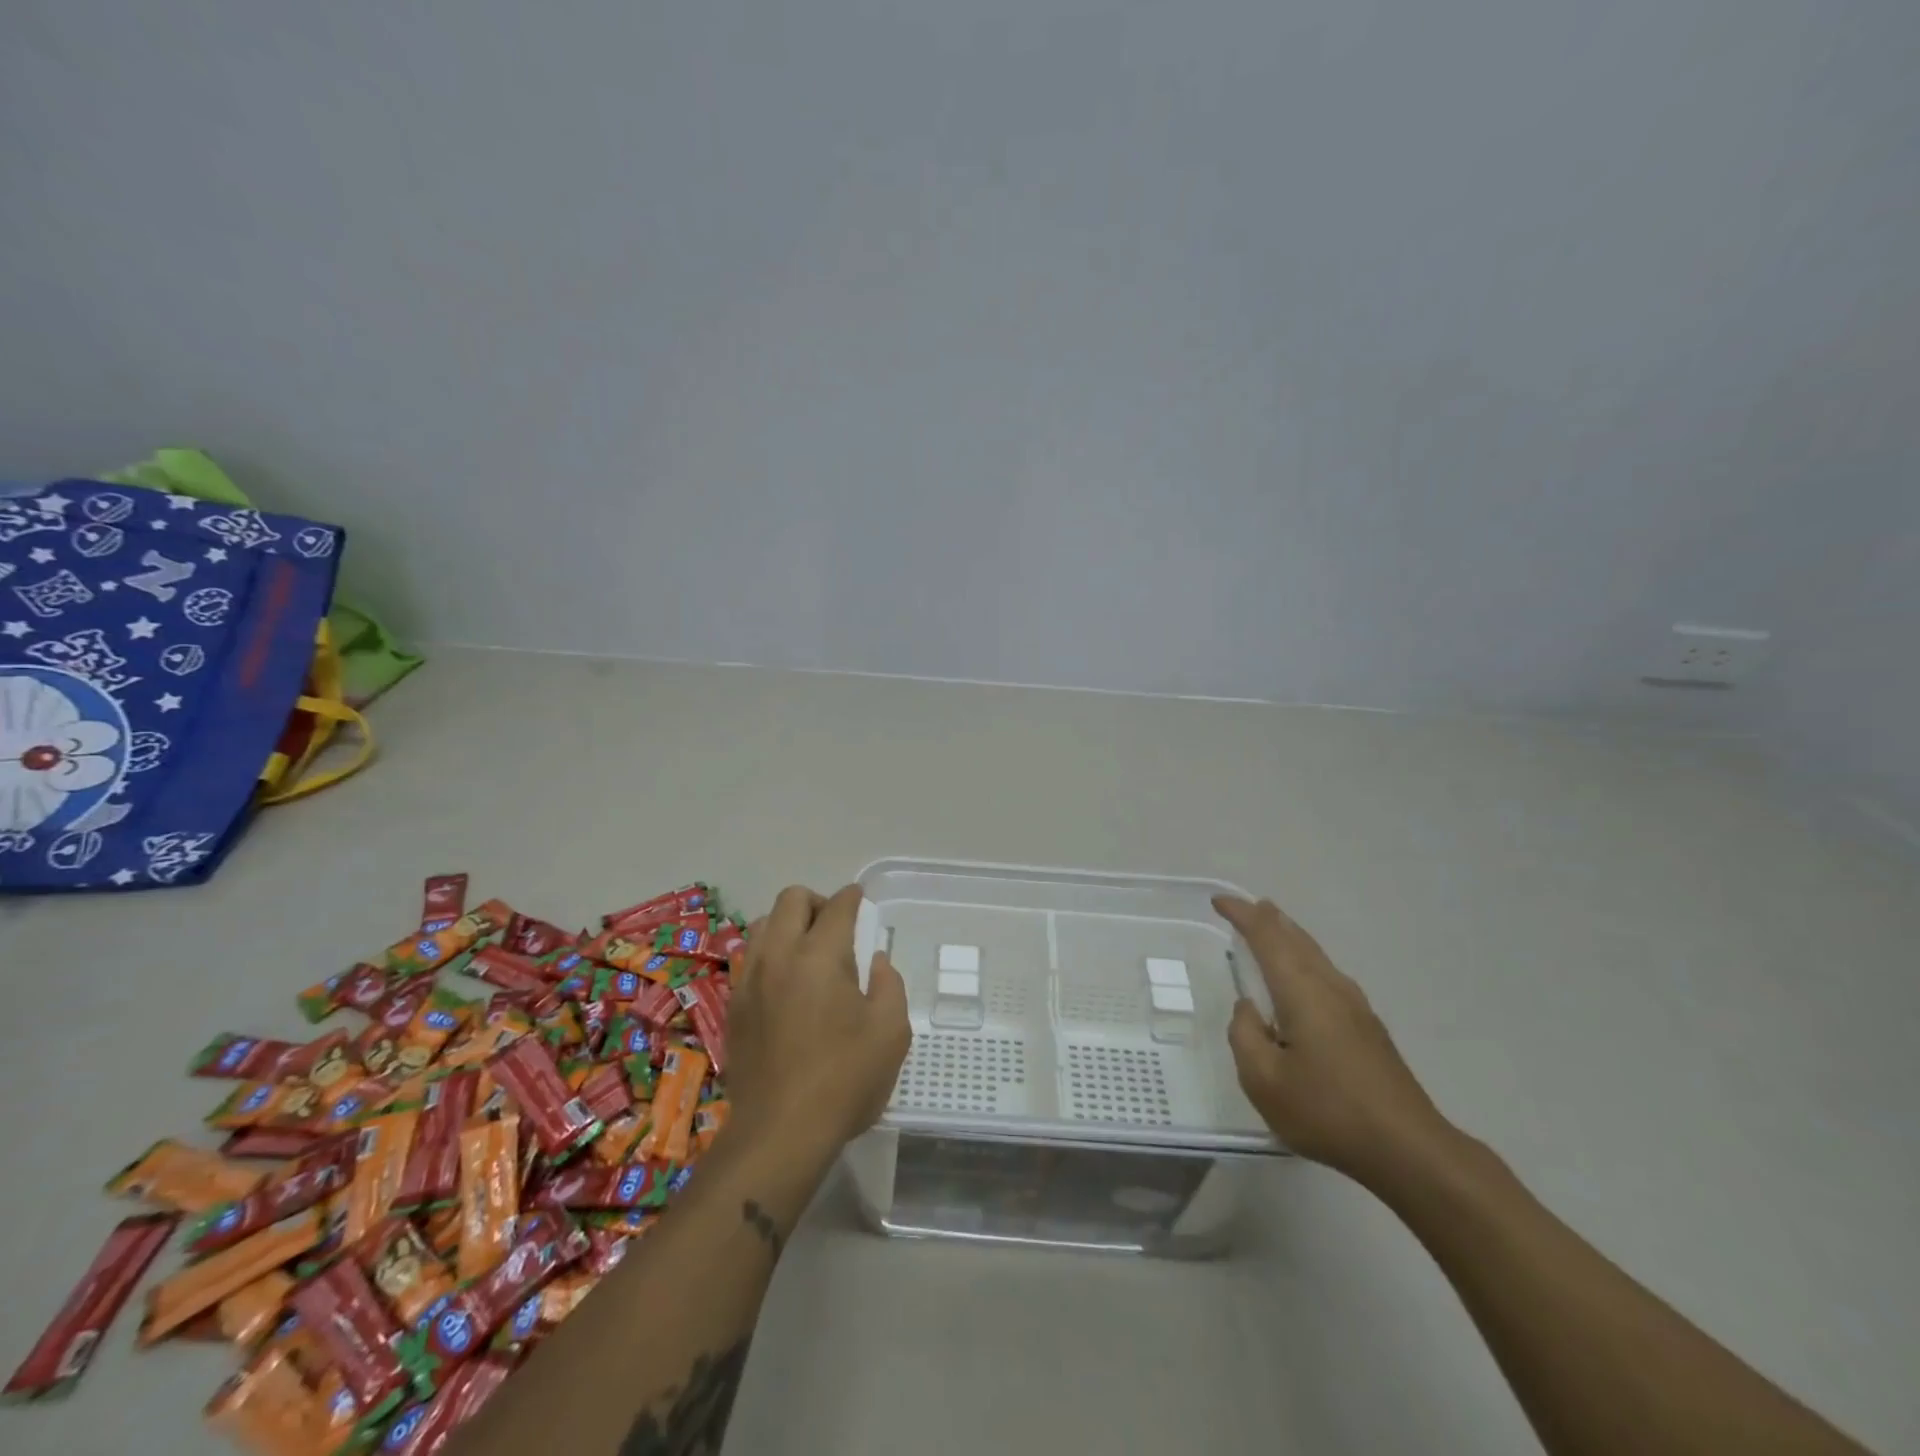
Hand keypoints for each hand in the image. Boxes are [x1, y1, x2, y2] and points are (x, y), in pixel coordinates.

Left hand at [725, 885, 911, 1167]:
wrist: (779, 1133)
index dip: (852, 897)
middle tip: (836, 927)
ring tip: (808, 952)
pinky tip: (785, 983)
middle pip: (791, 899)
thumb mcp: (891, 1032)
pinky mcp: (733, 1007)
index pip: (836, 906)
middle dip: (817, 901)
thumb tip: (876, 961)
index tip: (861, 900)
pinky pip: (749, 959)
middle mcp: (779, 956)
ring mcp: (749, 980)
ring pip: (763, 924)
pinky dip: (769, 954)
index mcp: (820, 956)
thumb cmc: (845, 1080)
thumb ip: (890, 984)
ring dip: (788, 925)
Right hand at [1217, 894, 1450, 1185]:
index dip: (1241, 915)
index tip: (1219, 901)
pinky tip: (1305, 977)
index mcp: (1302, 991)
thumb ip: (1245, 1036)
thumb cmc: (1327, 1111)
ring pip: (1316, 955)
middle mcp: (1330, 987)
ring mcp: (1355, 1006)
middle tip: (1250, 905)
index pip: (1266, 937)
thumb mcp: (1263, 1081)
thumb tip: (1248, 1008)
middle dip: (1270, 919)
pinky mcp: (1368, 1028)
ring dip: (1291, 937)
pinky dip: (1306, 960)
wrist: (1408, 1149)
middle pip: (1297, 939)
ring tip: (1275, 928)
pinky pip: (1327, 974)